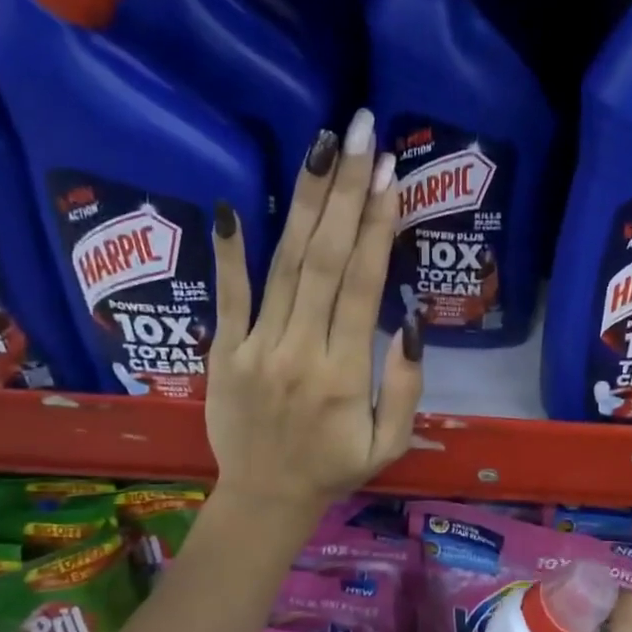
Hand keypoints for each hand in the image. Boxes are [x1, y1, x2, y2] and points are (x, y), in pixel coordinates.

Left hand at [206, 110, 422, 516]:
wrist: (264, 499)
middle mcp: (300, 350)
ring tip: (322, 148)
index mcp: (345, 374)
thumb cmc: (335, 469)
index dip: (378, 226)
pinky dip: (230, 252)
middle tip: (361, 133)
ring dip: (305, 203)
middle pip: (326, 259)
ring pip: (285, 265)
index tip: (391, 175)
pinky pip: (228, 297)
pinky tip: (234, 206)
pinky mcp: (223, 352)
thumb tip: (409, 321)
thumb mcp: (390, 443)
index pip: (364, 286)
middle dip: (346, 192)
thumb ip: (405, 386)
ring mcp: (256, 348)